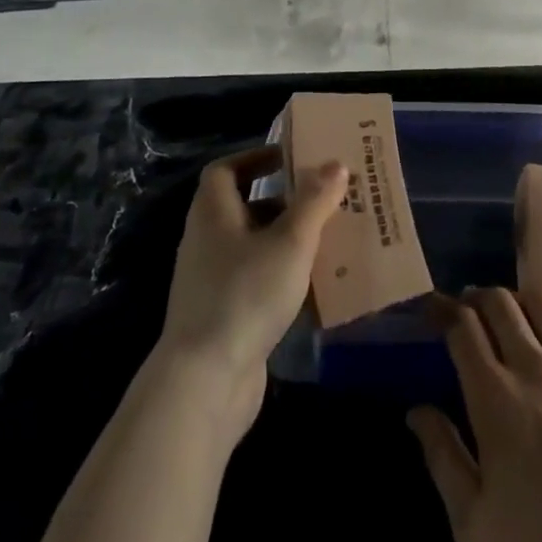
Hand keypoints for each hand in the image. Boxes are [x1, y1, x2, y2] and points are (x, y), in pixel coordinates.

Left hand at [157, 145, 344, 427]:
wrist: (205, 383)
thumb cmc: (246, 294)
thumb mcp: (291, 241)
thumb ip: (315, 201)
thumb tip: (336, 164)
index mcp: (213, 213)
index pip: (225, 170)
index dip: (256, 158)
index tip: (292, 159)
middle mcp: (206, 241)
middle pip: (244, 207)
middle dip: (284, 201)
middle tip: (324, 198)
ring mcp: (211, 282)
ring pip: (254, 247)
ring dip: (287, 240)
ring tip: (329, 239)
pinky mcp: (223, 316)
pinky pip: (256, 281)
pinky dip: (282, 276)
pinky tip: (314, 286)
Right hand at [410, 290, 541, 541]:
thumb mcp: (472, 524)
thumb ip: (442, 457)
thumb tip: (417, 410)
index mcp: (493, 398)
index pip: (462, 328)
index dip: (442, 309)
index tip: (431, 308)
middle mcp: (533, 368)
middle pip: (500, 304)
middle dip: (476, 297)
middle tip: (468, 310)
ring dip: (519, 298)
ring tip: (512, 312)